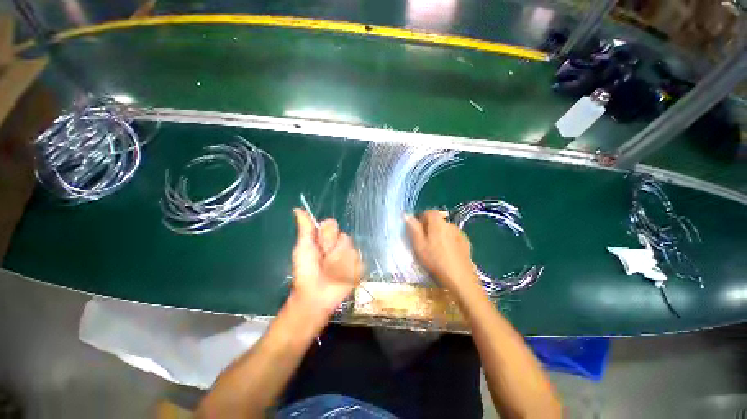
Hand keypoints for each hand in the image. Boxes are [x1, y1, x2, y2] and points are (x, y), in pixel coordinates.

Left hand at [290, 209, 363, 316]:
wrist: (316, 296)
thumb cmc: (306, 271)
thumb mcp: (303, 248)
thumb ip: (305, 228)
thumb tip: (297, 208)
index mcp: (325, 238)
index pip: (332, 224)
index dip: (327, 234)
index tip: (319, 245)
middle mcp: (338, 244)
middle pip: (344, 236)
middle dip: (334, 249)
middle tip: (324, 260)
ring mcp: (348, 256)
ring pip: (351, 249)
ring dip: (340, 261)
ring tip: (332, 271)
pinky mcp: (357, 267)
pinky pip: (357, 261)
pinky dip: (349, 270)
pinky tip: (341, 277)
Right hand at [406, 210, 477, 292]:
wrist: (460, 278)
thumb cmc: (435, 260)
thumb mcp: (419, 245)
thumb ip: (413, 228)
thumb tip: (407, 215)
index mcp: (438, 223)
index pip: (429, 211)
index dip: (421, 218)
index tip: (417, 230)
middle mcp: (450, 224)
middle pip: (437, 220)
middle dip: (429, 227)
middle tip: (424, 241)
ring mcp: (460, 233)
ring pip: (445, 229)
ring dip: (439, 234)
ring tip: (435, 249)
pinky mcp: (466, 242)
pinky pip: (453, 236)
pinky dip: (448, 240)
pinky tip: (446, 253)